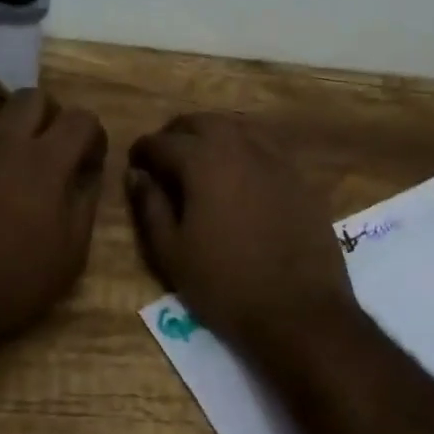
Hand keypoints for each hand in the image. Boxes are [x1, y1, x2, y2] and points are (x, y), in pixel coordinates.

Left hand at [0, 90, 107, 365]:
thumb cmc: (6, 286)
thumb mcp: (68, 258)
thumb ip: (84, 205)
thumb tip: (88, 174)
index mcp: (45, 162)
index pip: (81, 119)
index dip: (92, 136)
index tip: (87, 162)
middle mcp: (3, 139)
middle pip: (34, 97)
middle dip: (49, 117)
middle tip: (47, 149)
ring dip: (3, 118)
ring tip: (3, 148)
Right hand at [127, 114, 359, 367]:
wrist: (298, 310)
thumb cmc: (225, 284)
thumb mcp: (171, 252)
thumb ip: (150, 206)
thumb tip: (137, 174)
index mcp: (203, 162)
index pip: (162, 142)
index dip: (143, 150)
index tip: (134, 162)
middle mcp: (239, 147)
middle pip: (201, 122)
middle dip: (176, 134)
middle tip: (163, 156)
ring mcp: (274, 158)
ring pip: (235, 127)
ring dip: (211, 135)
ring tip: (198, 159)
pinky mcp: (298, 175)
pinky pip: (264, 144)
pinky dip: (243, 146)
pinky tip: (238, 170)